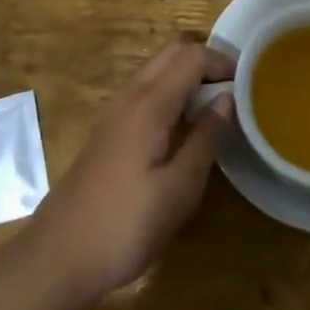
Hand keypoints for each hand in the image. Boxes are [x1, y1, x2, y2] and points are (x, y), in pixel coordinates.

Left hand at [24, 40, 235, 309]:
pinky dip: (171, 93)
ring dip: (187, 75)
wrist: (59, 255)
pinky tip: (184, 128)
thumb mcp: (179, 189)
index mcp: (150, 103)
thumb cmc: (125, 224)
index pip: (191, 56)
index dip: (222, 60)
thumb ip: (206, 138)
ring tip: (216, 107)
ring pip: (156, 71)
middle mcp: (131, 96)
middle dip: (206, 61)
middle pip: (171, 53)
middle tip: (235, 88)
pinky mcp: (108, 131)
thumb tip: (229, 98)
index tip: (250, 80)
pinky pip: (145, 92)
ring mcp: (115, 112)